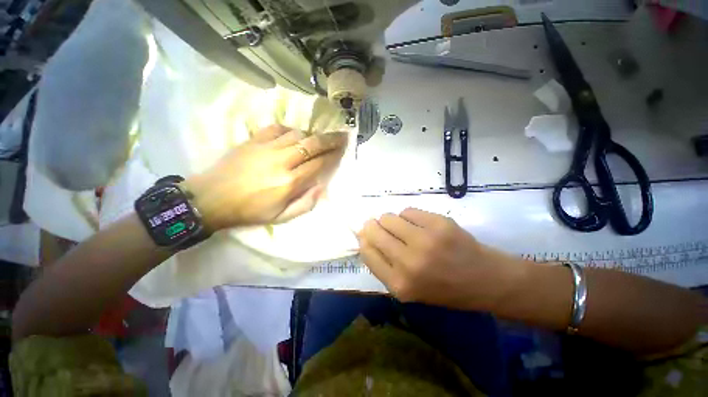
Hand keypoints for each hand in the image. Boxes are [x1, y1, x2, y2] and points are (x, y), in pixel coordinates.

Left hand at [184, 125, 347, 230]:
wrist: (212, 198)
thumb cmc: (250, 211)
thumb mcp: (281, 217)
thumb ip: (306, 204)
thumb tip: (322, 187)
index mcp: (289, 182)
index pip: (318, 164)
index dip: (332, 156)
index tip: (342, 151)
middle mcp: (282, 161)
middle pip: (312, 144)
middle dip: (330, 140)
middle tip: (342, 136)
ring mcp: (266, 148)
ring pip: (297, 134)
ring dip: (311, 136)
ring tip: (318, 139)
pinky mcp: (253, 140)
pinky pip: (277, 128)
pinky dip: (290, 130)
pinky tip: (294, 135)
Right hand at [357, 208, 521, 310]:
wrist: (485, 280)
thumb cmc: (443, 288)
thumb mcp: (408, 288)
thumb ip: (383, 264)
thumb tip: (363, 235)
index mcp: (399, 284)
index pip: (367, 252)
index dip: (364, 239)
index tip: (367, 234)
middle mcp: (408, 263)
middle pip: (374, 231)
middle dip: (374, 226)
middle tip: (382, 227)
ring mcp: (425, 241)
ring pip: (389, 217)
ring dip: (391, 221)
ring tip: (404, 228)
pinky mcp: (439, 224)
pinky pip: (408, 211)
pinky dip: (409, 216)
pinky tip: (420, 225)